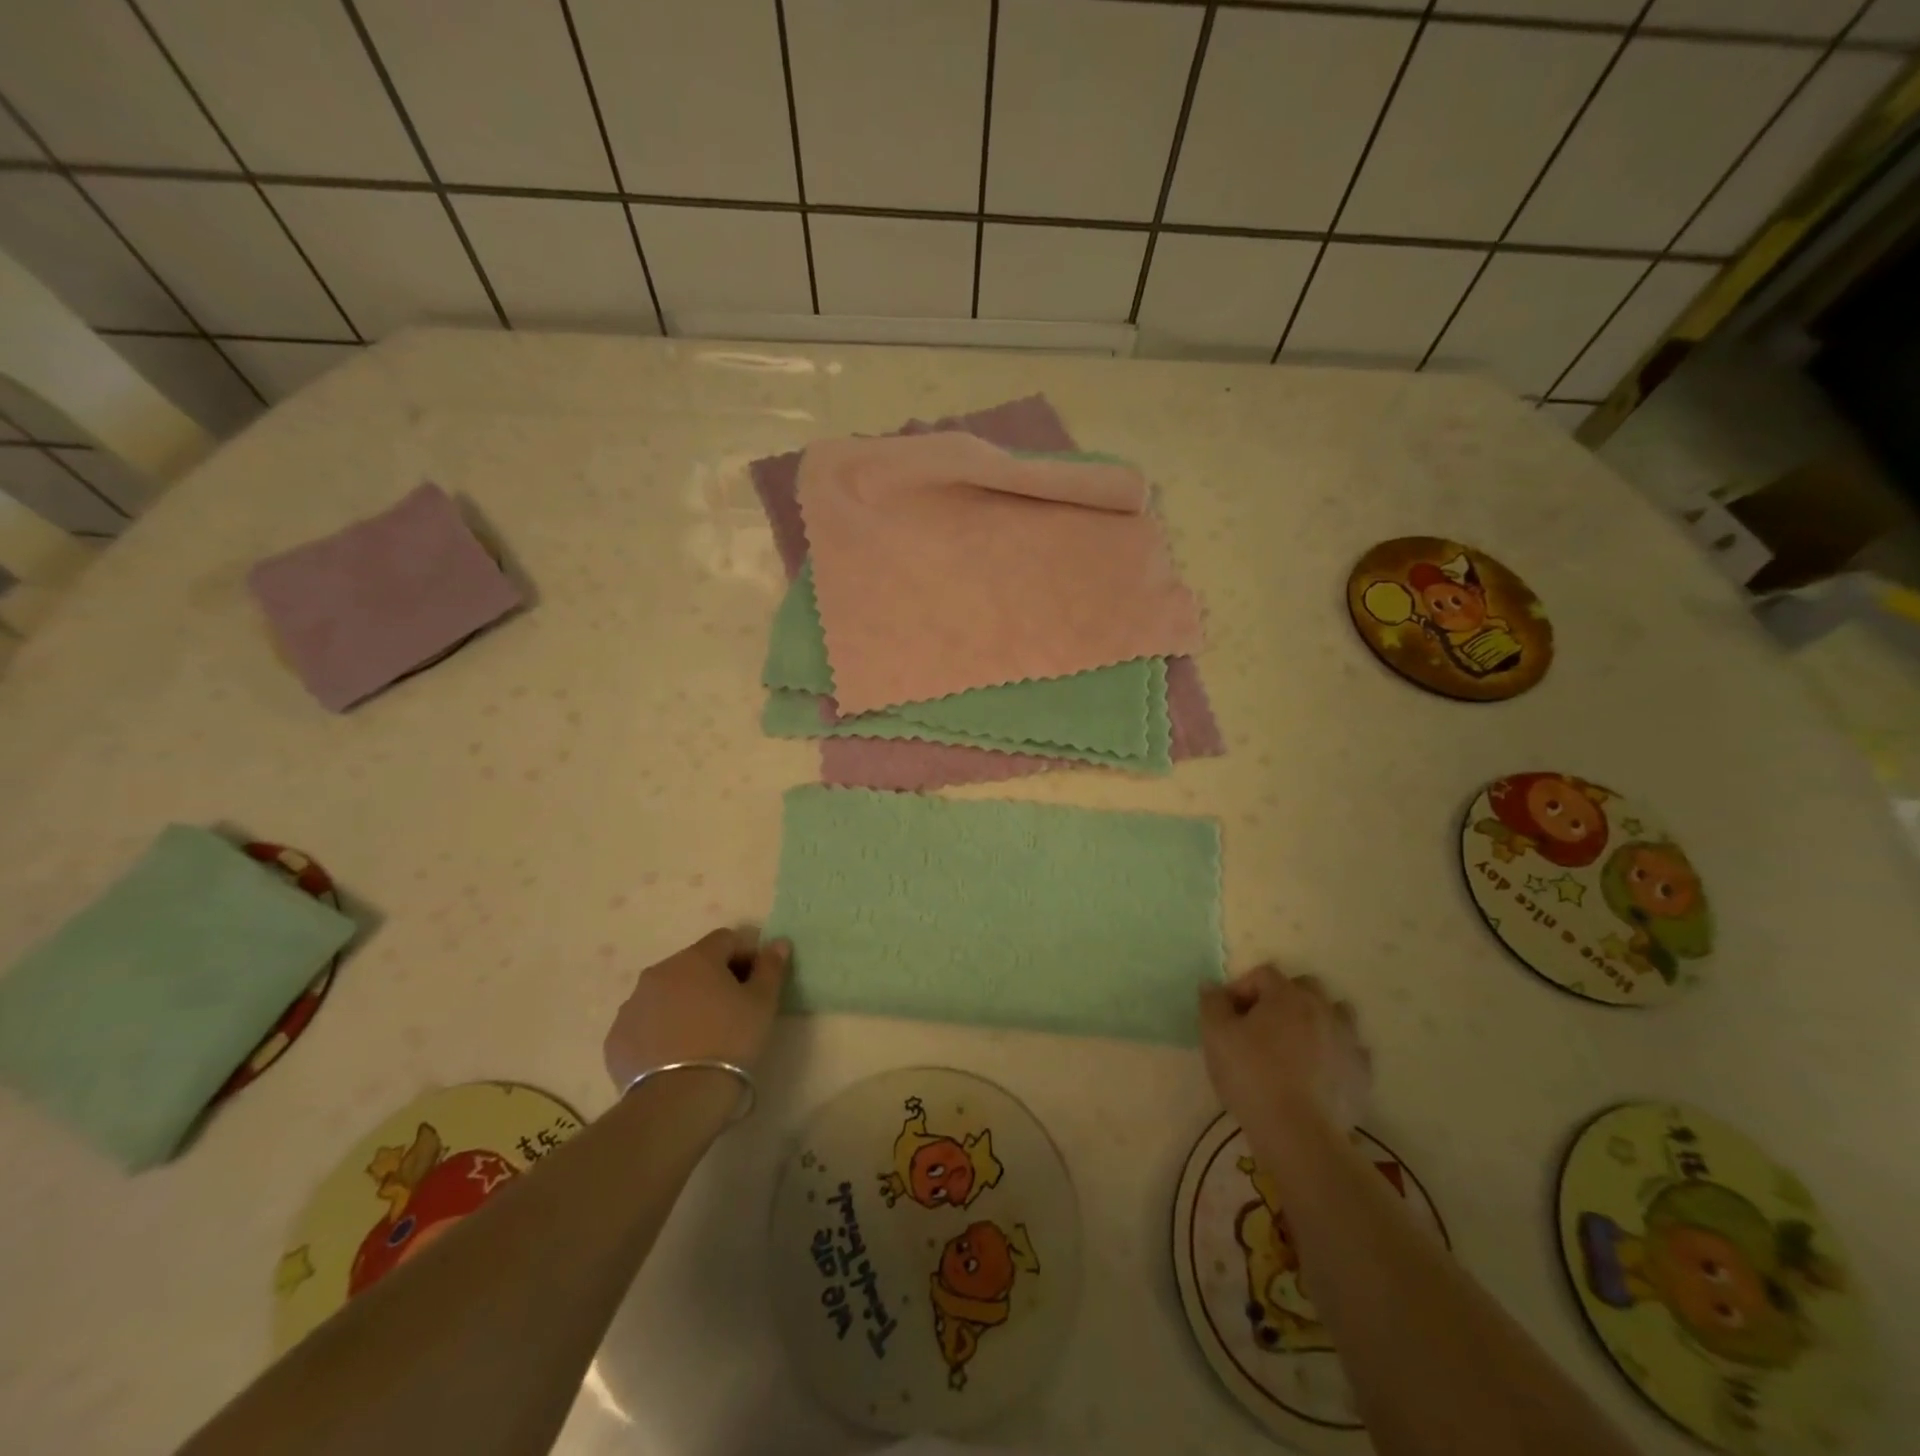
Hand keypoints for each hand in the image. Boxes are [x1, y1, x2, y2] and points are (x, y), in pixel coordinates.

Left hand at [603, 928, 789, 1090]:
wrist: (678, 1100)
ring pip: (666, 993)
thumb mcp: (763, 1003)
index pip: (726, 939)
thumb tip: (778, 943)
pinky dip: (660, 1030)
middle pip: (693, 964)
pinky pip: (645, 1023)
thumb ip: (771, 967)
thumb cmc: (730, 1041)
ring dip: (684, 1002)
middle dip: (714, 979)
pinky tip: (675, 1055)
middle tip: (732, 1010)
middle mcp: (659, 972)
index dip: (746, 955)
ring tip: (701, 1036)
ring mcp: (632, 1005)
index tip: (756, 982)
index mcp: (696, 958)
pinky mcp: (616, 1038)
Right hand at [1198, 965, 1371, 1142]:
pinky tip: (1319, 1071)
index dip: (1241, 988)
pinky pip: (1350, 1051)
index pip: (1263, 974)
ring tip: (1295, 1045)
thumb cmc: (1251, 1075)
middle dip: (1281, 998)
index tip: (1227, 1015)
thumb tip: (1212, 986)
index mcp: (1286, 995)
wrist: (1298, 1133)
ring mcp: (1347, 1040)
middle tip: (1261, 1026)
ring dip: (1315, 1020)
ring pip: (1335, 1014)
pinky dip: (1335, 1053)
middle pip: (1304, 987)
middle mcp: (1322, 1009)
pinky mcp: (1361, 1073)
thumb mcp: (1215, 1035)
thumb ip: (1212, 1003)